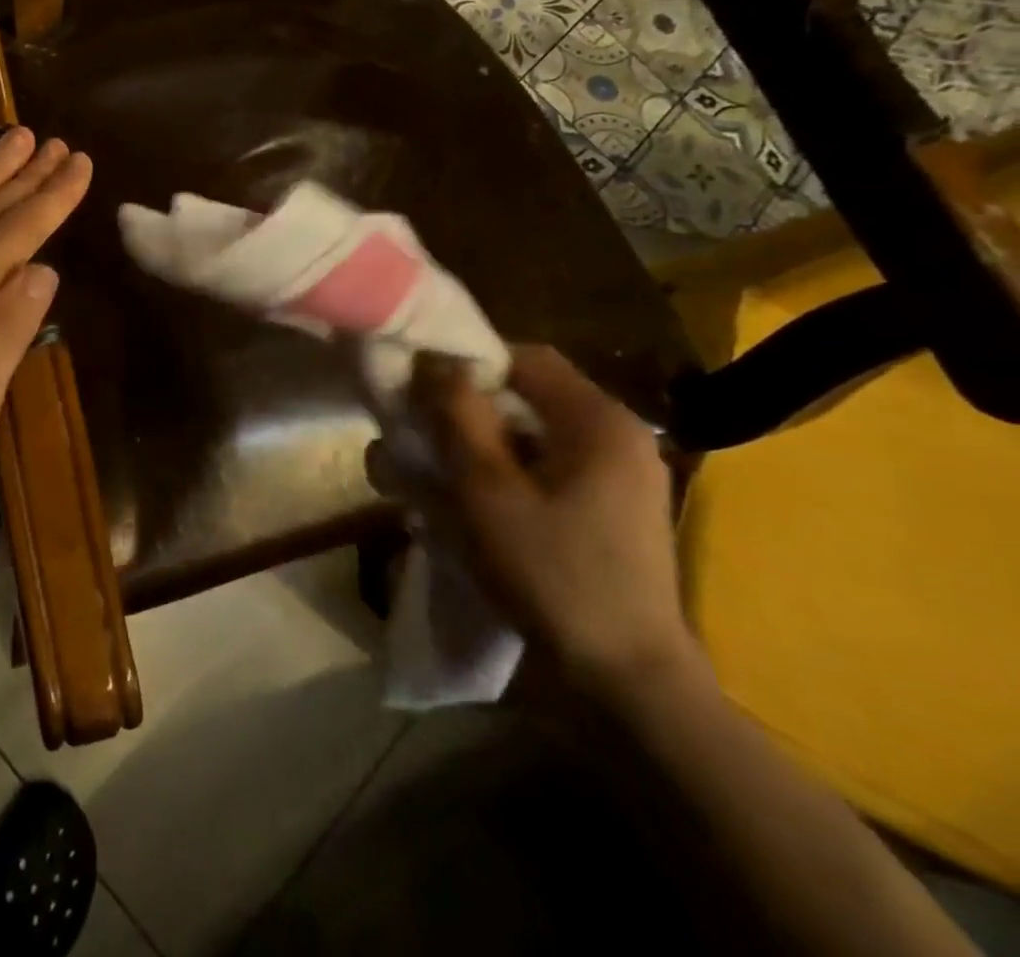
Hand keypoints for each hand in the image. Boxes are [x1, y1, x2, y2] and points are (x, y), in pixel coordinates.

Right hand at [408, 345, 696, 696]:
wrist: (625, 682)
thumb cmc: (550, 572)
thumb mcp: (485, 487)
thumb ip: (456, 413)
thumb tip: (433, 357)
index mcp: (598, 421)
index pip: (521, 358)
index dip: (464, 365)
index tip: (417, 394)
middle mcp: (615, 438)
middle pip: (522, 397)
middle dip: (460, 413)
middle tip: (414, 442)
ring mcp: (616, 478)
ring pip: (526, 437)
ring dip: (472, 449)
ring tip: (426, 483)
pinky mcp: (606, 513)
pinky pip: (540, 471)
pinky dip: (498, 477)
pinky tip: (464, 511)